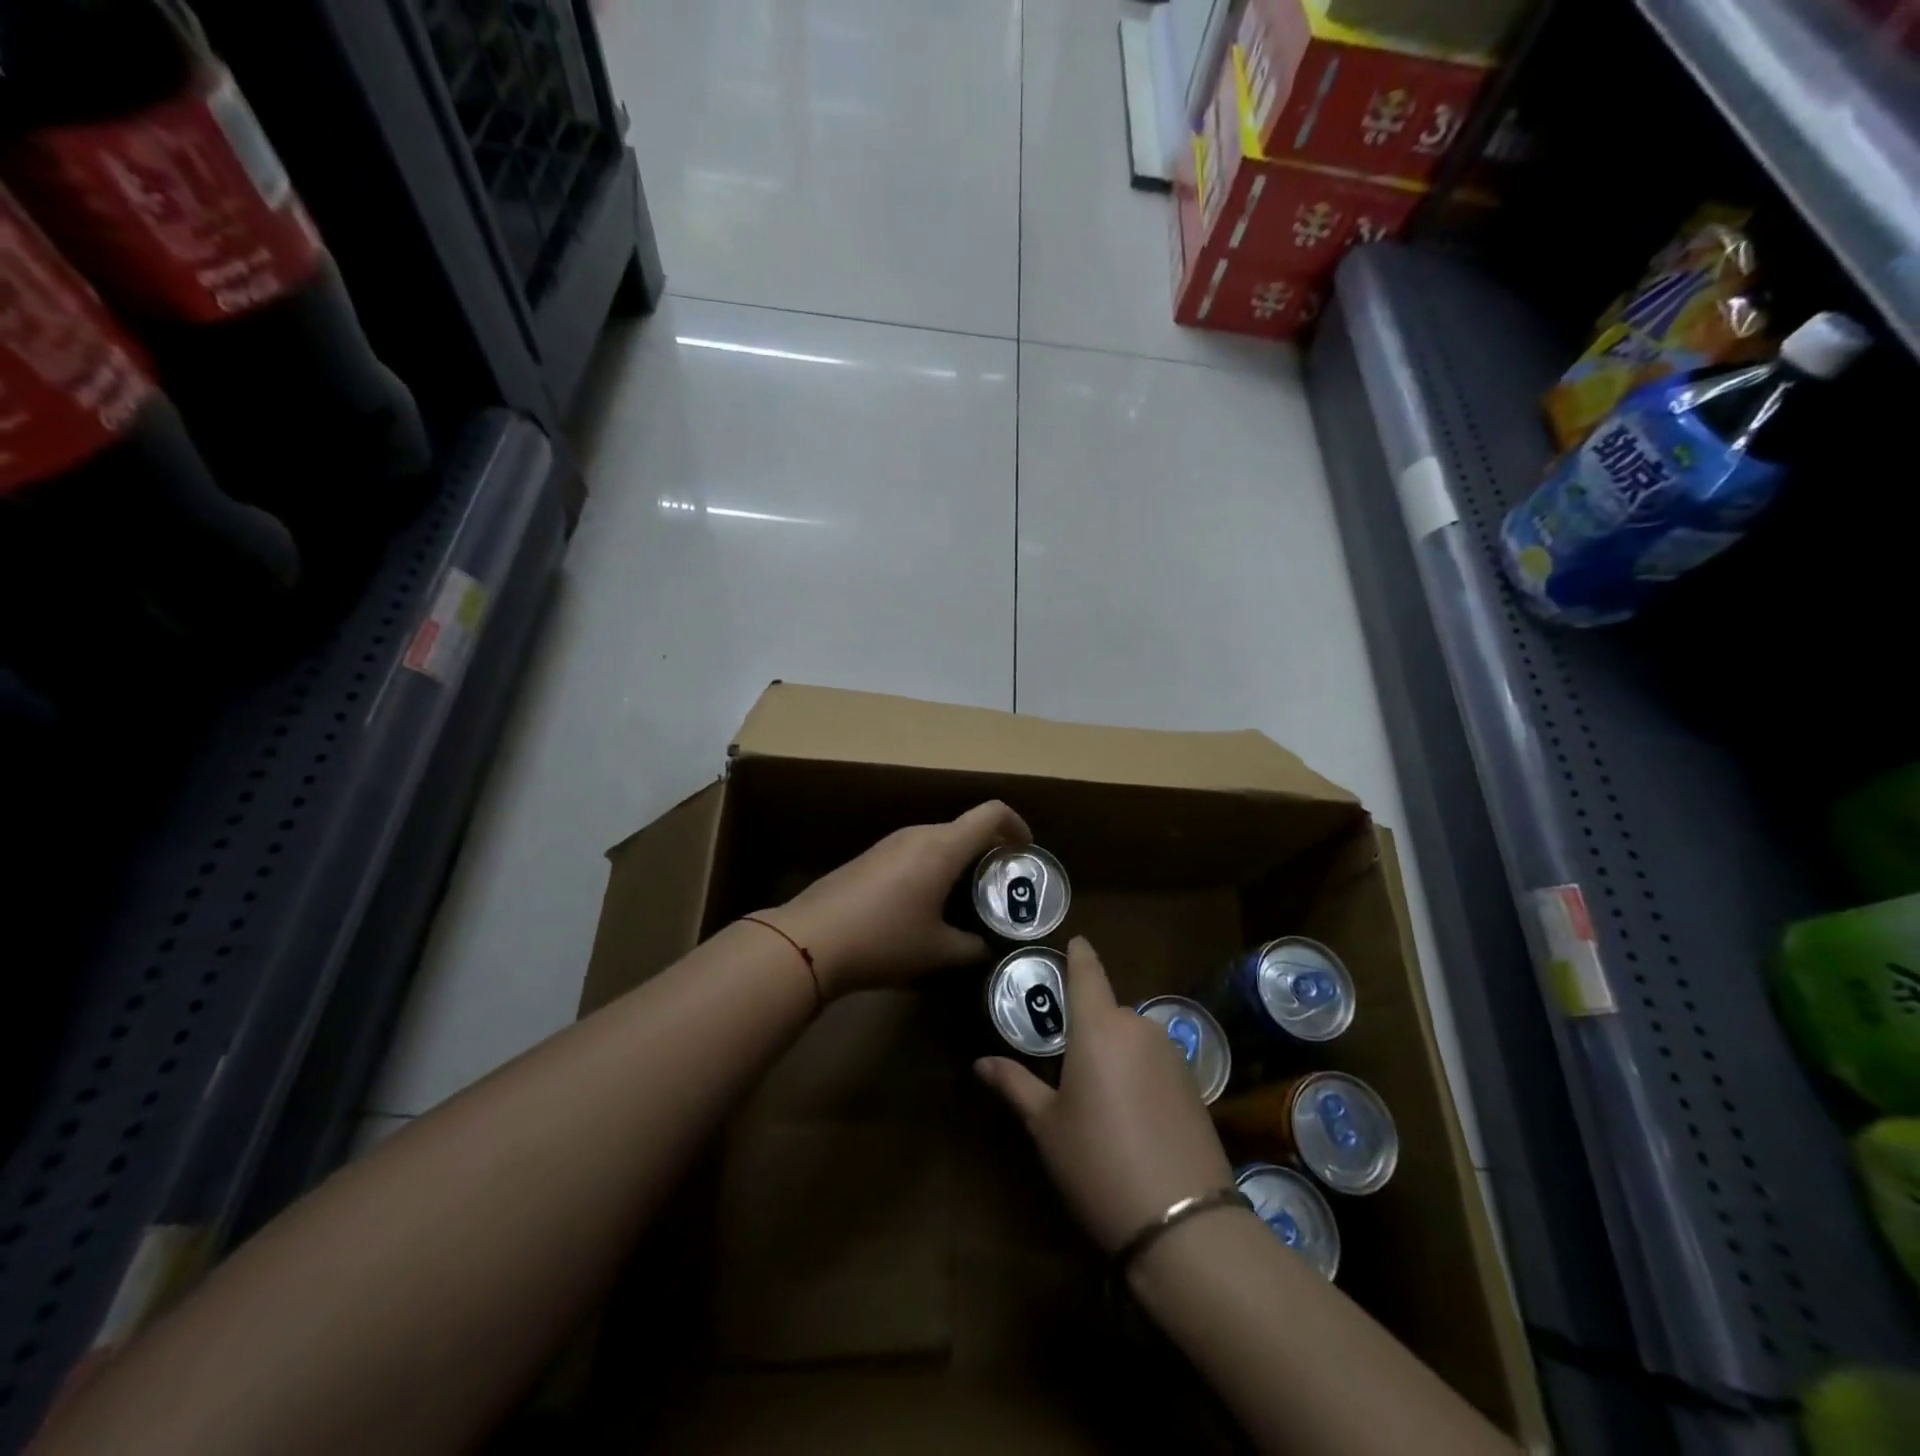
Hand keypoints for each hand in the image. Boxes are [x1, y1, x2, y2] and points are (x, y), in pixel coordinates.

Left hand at [756, 801, 1030, 997]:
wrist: (810, 940)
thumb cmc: (884, 939)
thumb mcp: (937, 951)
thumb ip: (972, 947)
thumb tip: (987, 948)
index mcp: (943, 847)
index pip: (991, 813)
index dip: (1016, 825)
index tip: (1026, 849)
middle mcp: (918, 834)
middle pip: (964, 827)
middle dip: (988, 849)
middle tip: (999, 884)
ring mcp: (889, 843)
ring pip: (937, 839)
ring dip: (958, 859)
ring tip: (965, 897)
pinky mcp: (869, 857)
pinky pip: (913, 851)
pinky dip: (932, 867)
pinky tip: (924, 903)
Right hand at [975, 937, 1234, 1253]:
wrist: (1183, 1222)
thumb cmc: (1098, 1163)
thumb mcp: (1047, 1126)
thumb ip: (1016, 1085)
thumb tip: (981, 1062)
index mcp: (1099, 1027)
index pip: (1087, 973)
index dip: (1079, 954)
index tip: (1075, 941)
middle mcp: (1138, 1027)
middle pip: (1108, 1011)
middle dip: (1089, 1026)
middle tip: (1066, 1058)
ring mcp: (1172, 1054)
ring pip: (1132, 1037)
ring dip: (1115, 1051)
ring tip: (1098, 1095)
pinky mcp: (1194, 1083)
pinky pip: (1155, 1061)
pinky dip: (1139, 1071)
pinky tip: (1131, 1113)